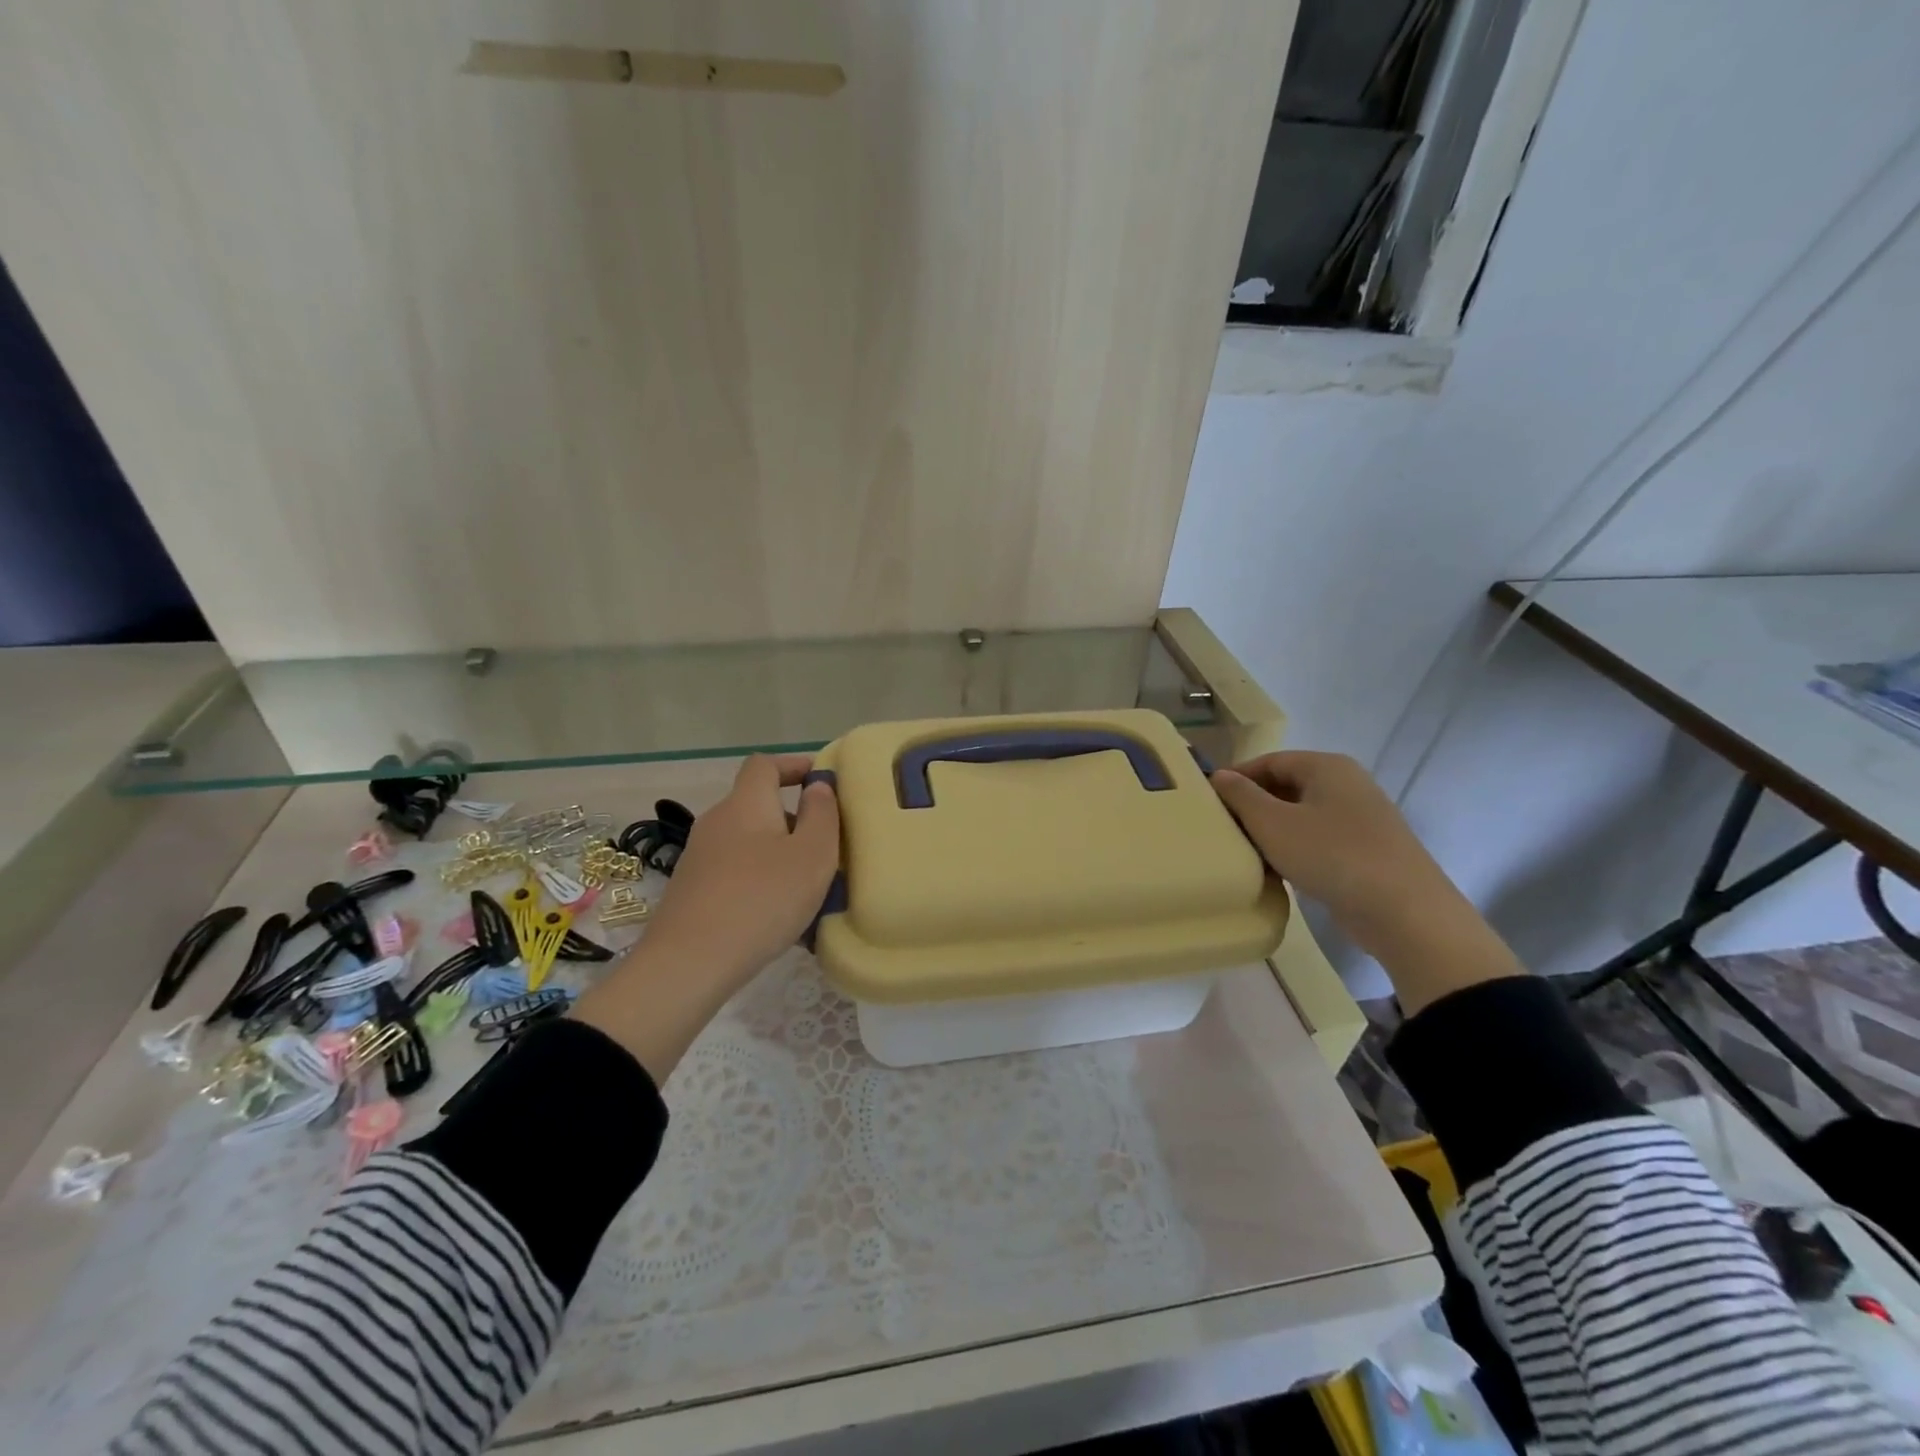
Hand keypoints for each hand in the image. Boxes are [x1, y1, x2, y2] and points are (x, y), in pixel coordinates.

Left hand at [573, 754, 839, 1080]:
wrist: (688, 964)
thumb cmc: (761, 900)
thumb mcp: (812, 856)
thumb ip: (822, 815)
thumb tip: (818, 786)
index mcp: (745, 804)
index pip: (764, 765)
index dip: (794, 765)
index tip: (822, 780)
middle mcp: (717, 821)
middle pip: (759, 805)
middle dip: (795, 819)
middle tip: (827, 846)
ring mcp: (699, 857)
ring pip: (749, 841)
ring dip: (779, 853)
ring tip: (809, 885)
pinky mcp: (692, 889)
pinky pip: (736, 870)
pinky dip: (760, 878)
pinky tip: (778, 913)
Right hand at [1210, 752, 1520, 1011]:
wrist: (1405, 913)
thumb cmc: (1332, 856)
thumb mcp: (1273, 823)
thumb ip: (1241, 796)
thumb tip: (1219, 776)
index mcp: (1327, 767)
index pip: (1270, 760)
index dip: (1236, 777)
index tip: (1209, 801)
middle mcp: (1347, 784)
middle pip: (1286, 786)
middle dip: (1252, 806)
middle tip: (1222, 829)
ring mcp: (1361, 818)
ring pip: (1301, 816)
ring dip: (1271, 832)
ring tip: (1243, 852)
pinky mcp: (1367, 851)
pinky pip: (1319, 840)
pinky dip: (1294, 850)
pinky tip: (1276, 872)